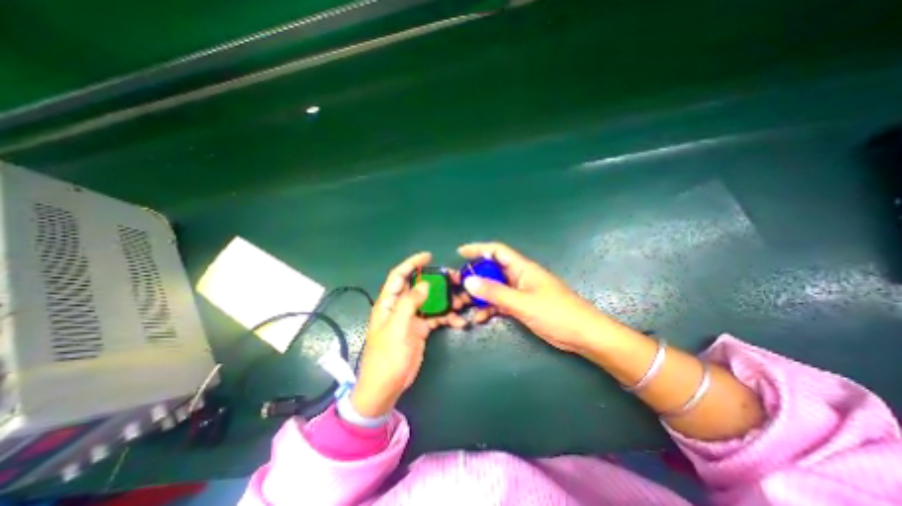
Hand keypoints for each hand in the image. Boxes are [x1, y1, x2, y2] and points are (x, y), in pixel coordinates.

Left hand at [349, 250, 468, 416]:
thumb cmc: (387, 357)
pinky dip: (448, 317)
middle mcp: (400, 306)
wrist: (387, 387)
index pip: (399, 276)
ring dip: (446, 300)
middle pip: (419, 286)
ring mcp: (412, 318)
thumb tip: (424, 284)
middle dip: (436, 282)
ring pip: (431, 301)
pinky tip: (460, 322)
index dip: (412, 263)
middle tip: (455, 279)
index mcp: (389, 303)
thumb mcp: (397, 328)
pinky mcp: (421, 329)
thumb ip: (409, 304)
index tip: (428, 256)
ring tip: (463, 301)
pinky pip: (436, 317)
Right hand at [461, 241, 609, 354]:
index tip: (460, 253)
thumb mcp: (523, 303)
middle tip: (457, 286)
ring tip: (464, 305)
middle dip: (474, 277)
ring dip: (480, 296)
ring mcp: (520, 292)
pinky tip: (479, 318)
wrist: (583, 335)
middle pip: (492, 270)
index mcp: (522, 268)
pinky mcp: (522, 306)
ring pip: (494, 289)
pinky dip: (489, 308)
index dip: (478, 249)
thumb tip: (469, 281)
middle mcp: (519, 277)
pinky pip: (500, 303)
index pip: (497, 251)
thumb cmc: (556, 313)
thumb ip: (495, 292)